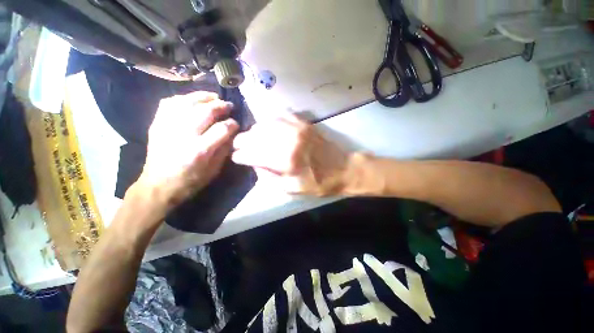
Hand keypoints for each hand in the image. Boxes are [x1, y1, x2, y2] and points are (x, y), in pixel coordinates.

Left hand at [134, 92, 238, 212]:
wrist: (158, 184)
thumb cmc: (191, 180)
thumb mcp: (214, 170)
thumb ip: (224, 150)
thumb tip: (232, 133)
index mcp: (200, 150)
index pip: (222, 129)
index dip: (232, 124)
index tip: (236, 124)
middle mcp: (183, 135)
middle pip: (206, 111)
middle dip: (221, 106)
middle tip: (229, 106)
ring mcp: (167, 126)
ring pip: (188, 102)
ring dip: (204, 97)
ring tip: (214, 97)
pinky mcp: (157, 123)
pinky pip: (170, 102)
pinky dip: (184, 98)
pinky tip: (193, 100)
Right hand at [231, 113, 348, 195]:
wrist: (344, 168)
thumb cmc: (319, 183)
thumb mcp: (293, 189)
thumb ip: (271, 178)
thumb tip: (255, 166)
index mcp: (286, 160)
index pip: (253, 154)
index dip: (241, 155)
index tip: (236, 157)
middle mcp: (289, 140)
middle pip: (256, 136)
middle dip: (242, 141)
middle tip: (238, 145)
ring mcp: (297, 128)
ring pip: (266, 123)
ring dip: (254, 130)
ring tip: (250, 136)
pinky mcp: (304, 123)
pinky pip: (281, 114)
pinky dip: (270, 119)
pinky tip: (267, 125)